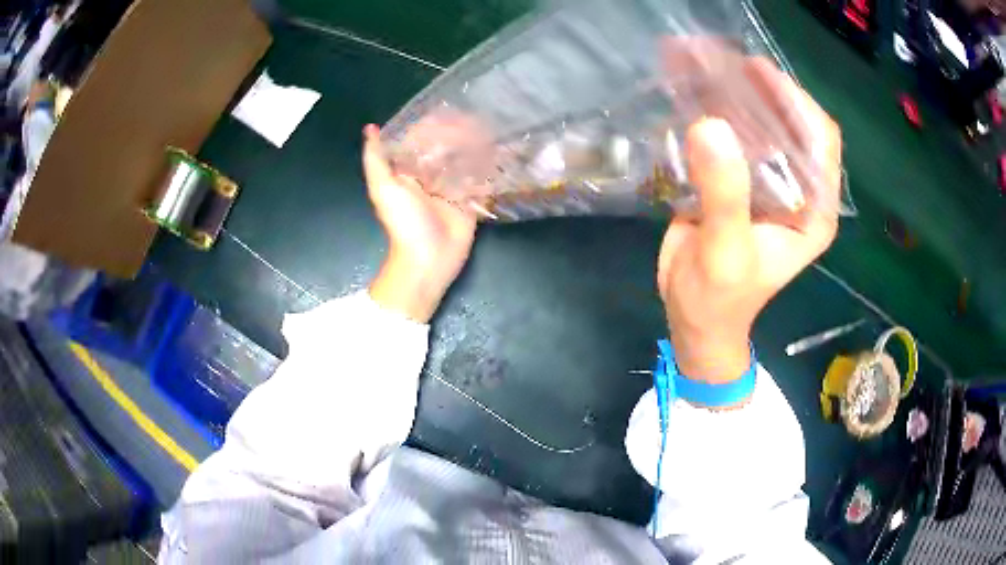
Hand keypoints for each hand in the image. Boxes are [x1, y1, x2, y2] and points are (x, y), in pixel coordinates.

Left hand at [364, 125, 476, 322]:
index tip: (448, 110)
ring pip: (463, 160)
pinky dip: (488, 166)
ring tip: (491, 127)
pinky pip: (480, 179)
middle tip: (477, 118)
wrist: (428, 259)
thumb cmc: (404, 222)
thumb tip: (370, 128)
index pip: (419, 141)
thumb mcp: (383, 188)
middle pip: (444, 148)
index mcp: (408, 172)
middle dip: (458, 133)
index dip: (431, 125)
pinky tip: (499, 150)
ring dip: (474, 146)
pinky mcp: (470, 200)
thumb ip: (375, 159)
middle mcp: (430, 176)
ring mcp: (452, 188)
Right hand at [657, 71, 841, 382]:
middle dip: (761, 89)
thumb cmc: (719, 299)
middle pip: (791, 123)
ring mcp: (769, 182)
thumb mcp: (726, 254)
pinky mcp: (740, 179)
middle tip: (722, 62)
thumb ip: (725, 196)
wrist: (695, 319)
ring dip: (734, 94)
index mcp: (813, 209)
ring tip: (701, 66)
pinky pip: (733, 135)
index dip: (796, 102)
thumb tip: (710, 125)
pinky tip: (690, 94)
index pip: (821, 140)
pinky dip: (713, 112)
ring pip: (761, 124)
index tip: (759, 73)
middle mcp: (798, 189)